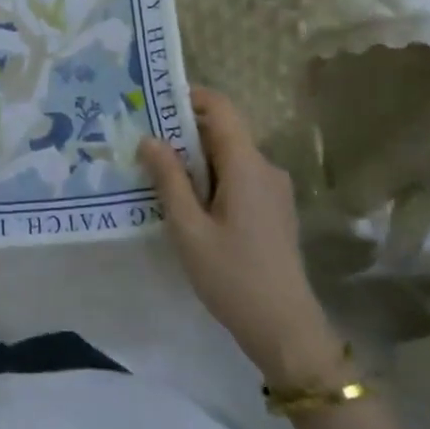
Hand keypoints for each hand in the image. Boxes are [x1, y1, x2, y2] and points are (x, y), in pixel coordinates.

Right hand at [139, 87, 342, 390]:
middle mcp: (266, 169)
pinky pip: (238, 178)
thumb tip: (149, 139)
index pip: (221, 108)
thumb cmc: (232, 277)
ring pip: (229, 157)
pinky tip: (186, 203)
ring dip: (195, 160)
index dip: (189, 98)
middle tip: (143, 144)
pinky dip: (211, 179)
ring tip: (157, 175)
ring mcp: (273, 190)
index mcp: (247, 166)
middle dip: (183, 132)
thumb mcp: (188, 229)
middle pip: (223, 132)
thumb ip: (169, 179)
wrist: (286, 330)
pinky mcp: (273, 210)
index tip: (153, 104)